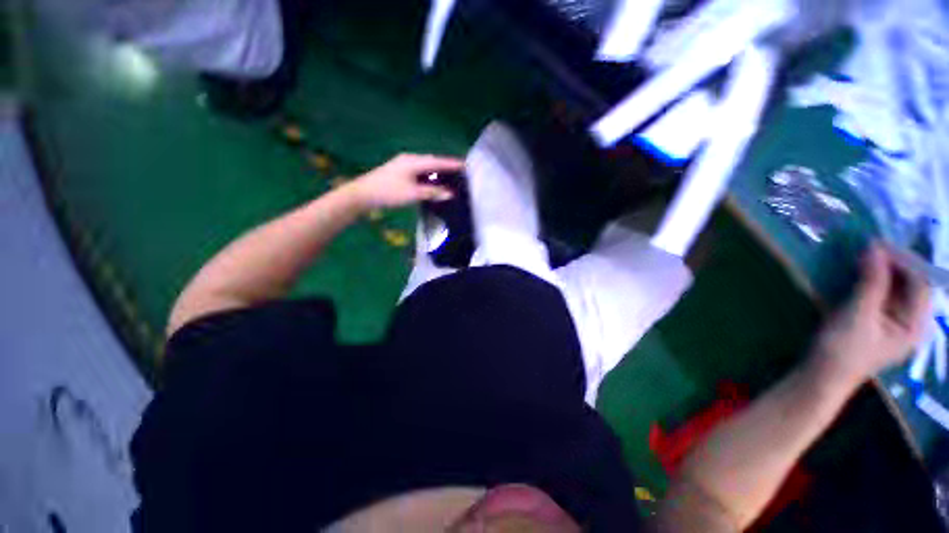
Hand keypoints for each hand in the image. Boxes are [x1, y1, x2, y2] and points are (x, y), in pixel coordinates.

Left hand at [349, 153, 463, 208]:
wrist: (363, 194)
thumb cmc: (389, 192)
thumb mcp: (413, 194)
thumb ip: (432, 193)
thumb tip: (450, 194)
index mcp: (413, 162)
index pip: (437, 162)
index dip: (451, 164)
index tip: (465, 165)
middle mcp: (409, 159)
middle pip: (431, 161)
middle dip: (445, 166)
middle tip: (459, 172)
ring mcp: (402, 164)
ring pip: (424, 166)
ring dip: (436, 171)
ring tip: (449, 176)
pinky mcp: (398, 171)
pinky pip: (418, 171)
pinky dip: (428, 175)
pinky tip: (431, 181)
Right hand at [812, 244, 930, 385]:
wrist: (822, 375)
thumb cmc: (843, 350)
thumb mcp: (857, 315)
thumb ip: (871, 282)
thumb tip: (875, 248)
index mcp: (916, 324)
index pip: (921, 283)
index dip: (904, 261)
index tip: (878, 245)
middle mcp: (912, 321)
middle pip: (911, 283)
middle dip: (894, 264)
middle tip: (869, 248)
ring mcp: (895, 321)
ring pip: (897, 287)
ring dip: (882, 270)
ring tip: (863, 257)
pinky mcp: (879, 320)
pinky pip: (883, 294)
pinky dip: (873, 280)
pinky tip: (860, 273)